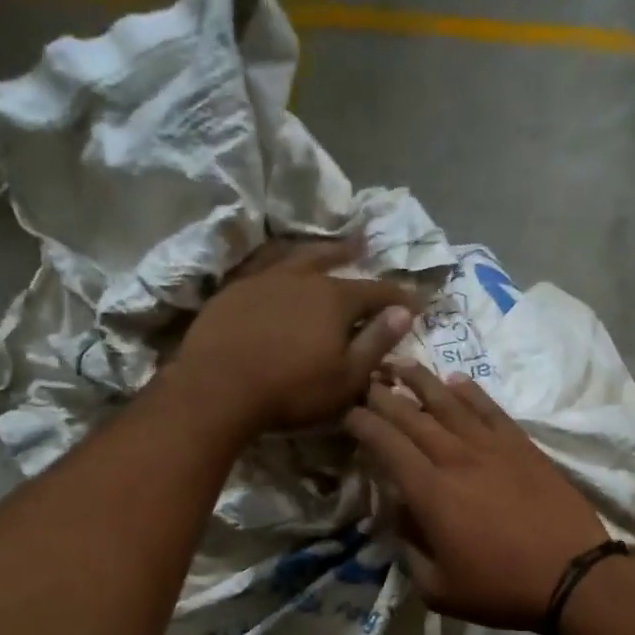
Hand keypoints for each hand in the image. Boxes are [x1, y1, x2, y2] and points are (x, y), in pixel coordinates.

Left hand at [170, 239, 417, 435]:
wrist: (219, 387)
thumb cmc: (292, 389)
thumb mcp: (346, 377)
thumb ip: (376, 342)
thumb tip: (403, 312)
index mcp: (335, 299)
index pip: (376, 291)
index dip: (398, 296)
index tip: (415, 300)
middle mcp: (302, 278)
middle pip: (333, 260)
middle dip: (353, 255)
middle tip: (365, 245)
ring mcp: (264, 280)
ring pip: (295, 256)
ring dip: (315, 250)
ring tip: (323, 246)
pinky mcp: (234, 291)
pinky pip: (263, 266)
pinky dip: (278, 262)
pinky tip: (276, 267)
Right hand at [345, 363, 611, 629]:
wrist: (572, 576)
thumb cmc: (500, 589)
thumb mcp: (438, 589)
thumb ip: (409, 551)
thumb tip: (399, 518)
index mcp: (430, 493)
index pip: (386, 445)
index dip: (362, 424)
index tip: (346, 413)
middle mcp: (456, 458)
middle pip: (412, 416)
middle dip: (383, 396)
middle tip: (365, 381)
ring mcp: (492, 447)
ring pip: (448, 402)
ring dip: (421, 381)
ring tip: (400, 364)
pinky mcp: (522, 446)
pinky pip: (490, 408)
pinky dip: (470, 391)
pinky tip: (455, 380)